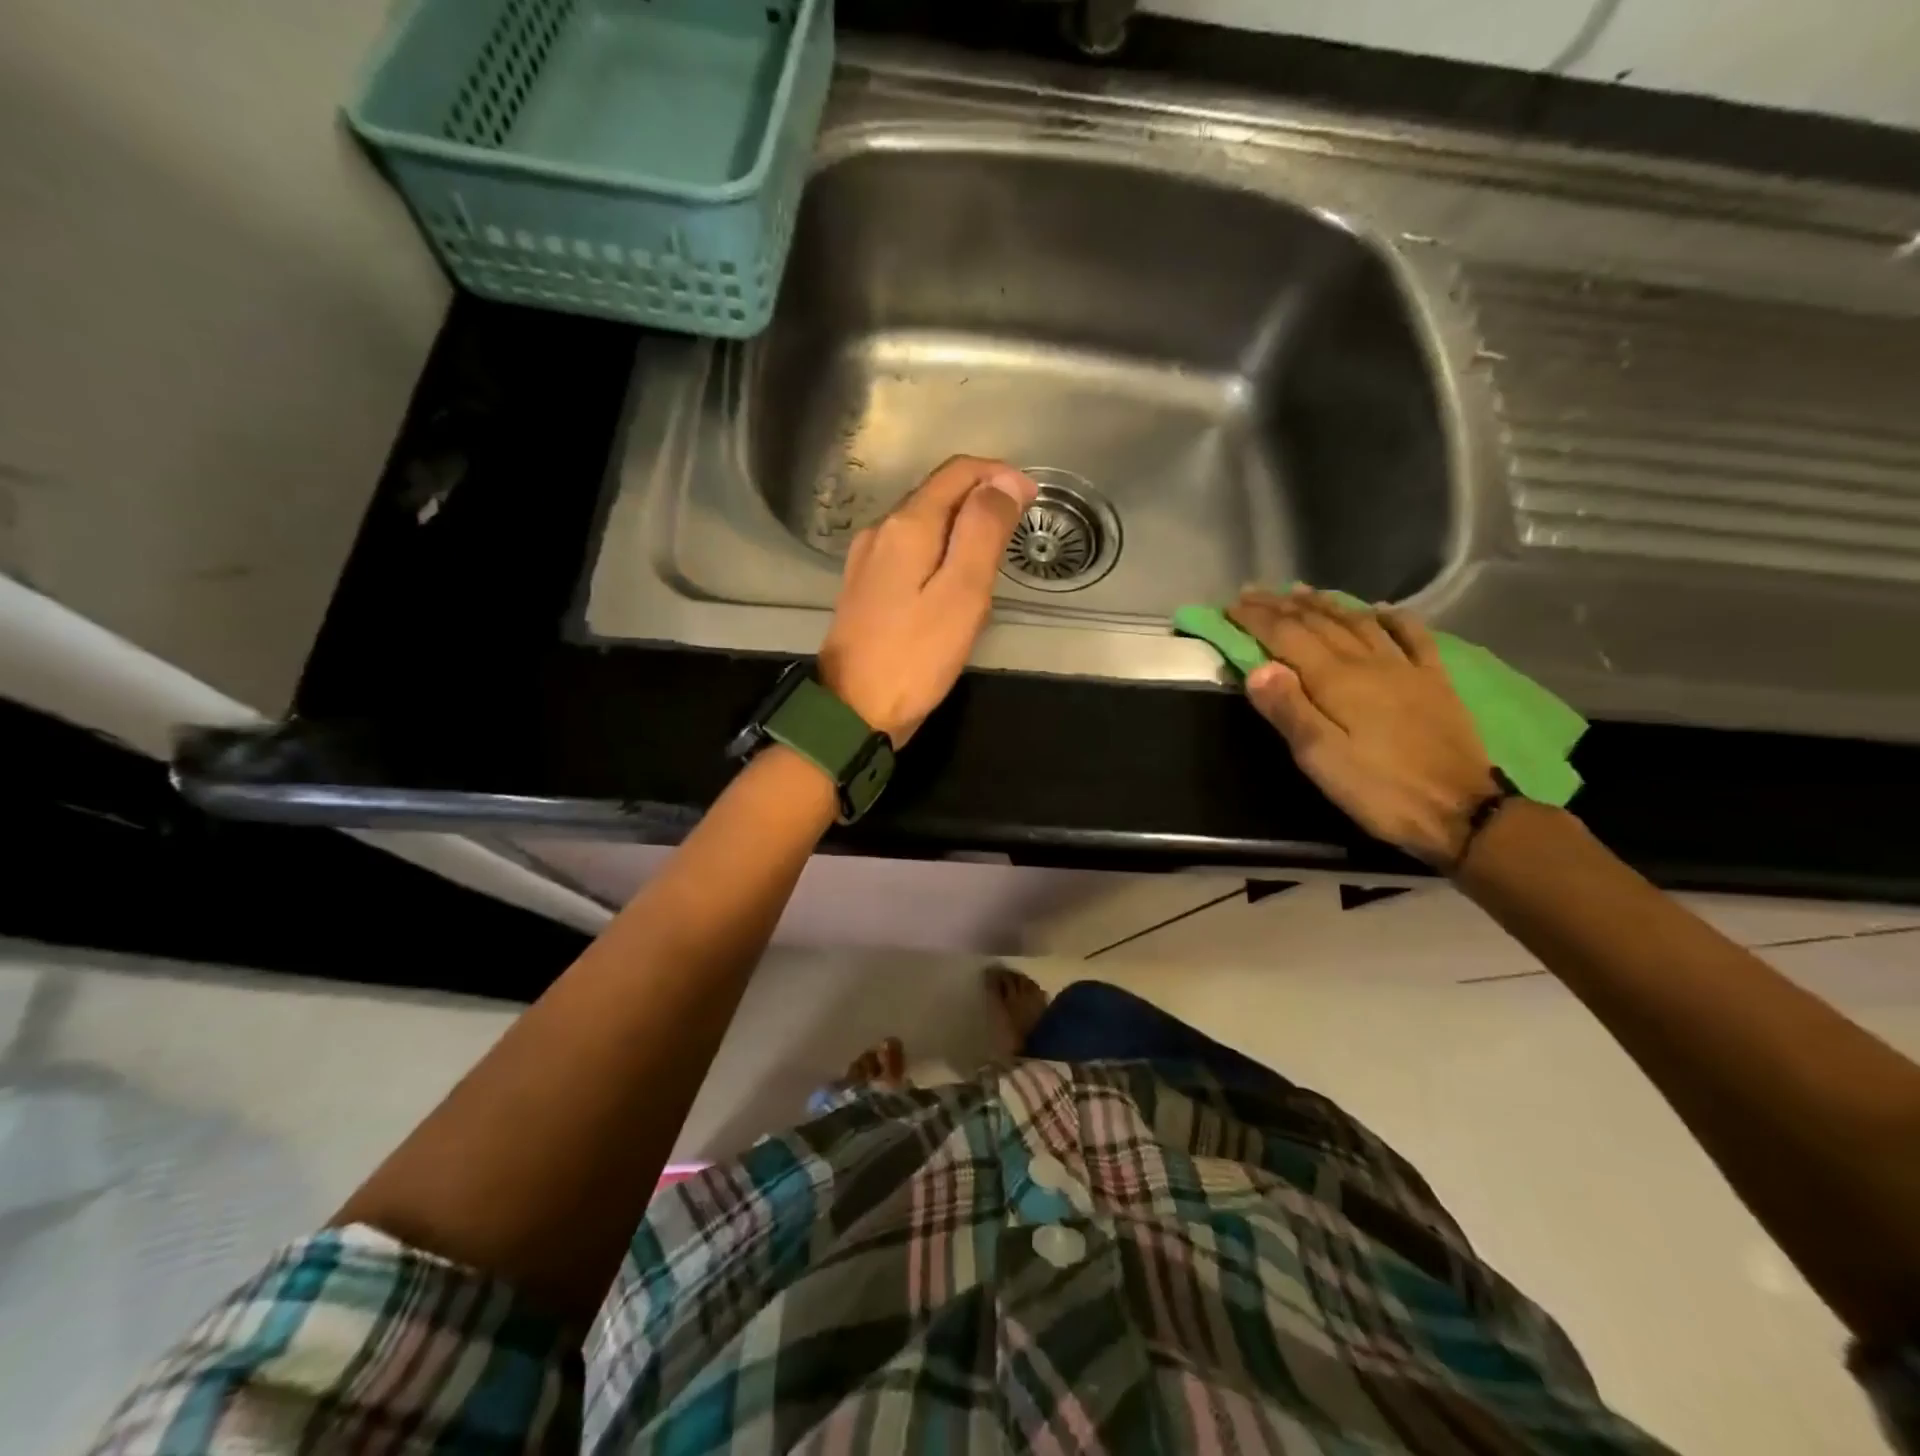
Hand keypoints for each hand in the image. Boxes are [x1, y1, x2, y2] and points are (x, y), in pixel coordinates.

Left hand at [818, 455, 1037, 744]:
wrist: (852, 711)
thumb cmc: (914, 657)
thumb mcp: (961, 593)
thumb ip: (983, 532)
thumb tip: (1005, 482)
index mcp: (907, 525)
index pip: (957, 473)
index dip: (999, 476)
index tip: (1033, 500)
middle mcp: (881, 531)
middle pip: (937, 494)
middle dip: (982, 500)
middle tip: (1018, 532)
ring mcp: (868, 560)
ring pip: (923, 524)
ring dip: (961, 527)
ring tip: (993, 558)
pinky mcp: (865, 588)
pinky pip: (910, 552)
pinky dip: (940, 552)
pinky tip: (953, 581)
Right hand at [1227, 587, 1496, 865]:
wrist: (1460, 811)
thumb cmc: (1379, 789)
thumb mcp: (1320, 758)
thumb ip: (1288, 710)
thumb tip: (1257, 668)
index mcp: (1335, 680)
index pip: (1286, 636)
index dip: (1256, 619)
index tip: (1230, 606)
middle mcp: (1368, 662)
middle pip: (1318, 623)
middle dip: (1281, 605)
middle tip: (1254, 592)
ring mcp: (1405, 668)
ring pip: (1358, 622)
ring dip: (1326, 603)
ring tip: (1301, 590)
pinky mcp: (1435, 681)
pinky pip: (1412, 636)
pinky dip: (1393, 618)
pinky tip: (1381, 609)